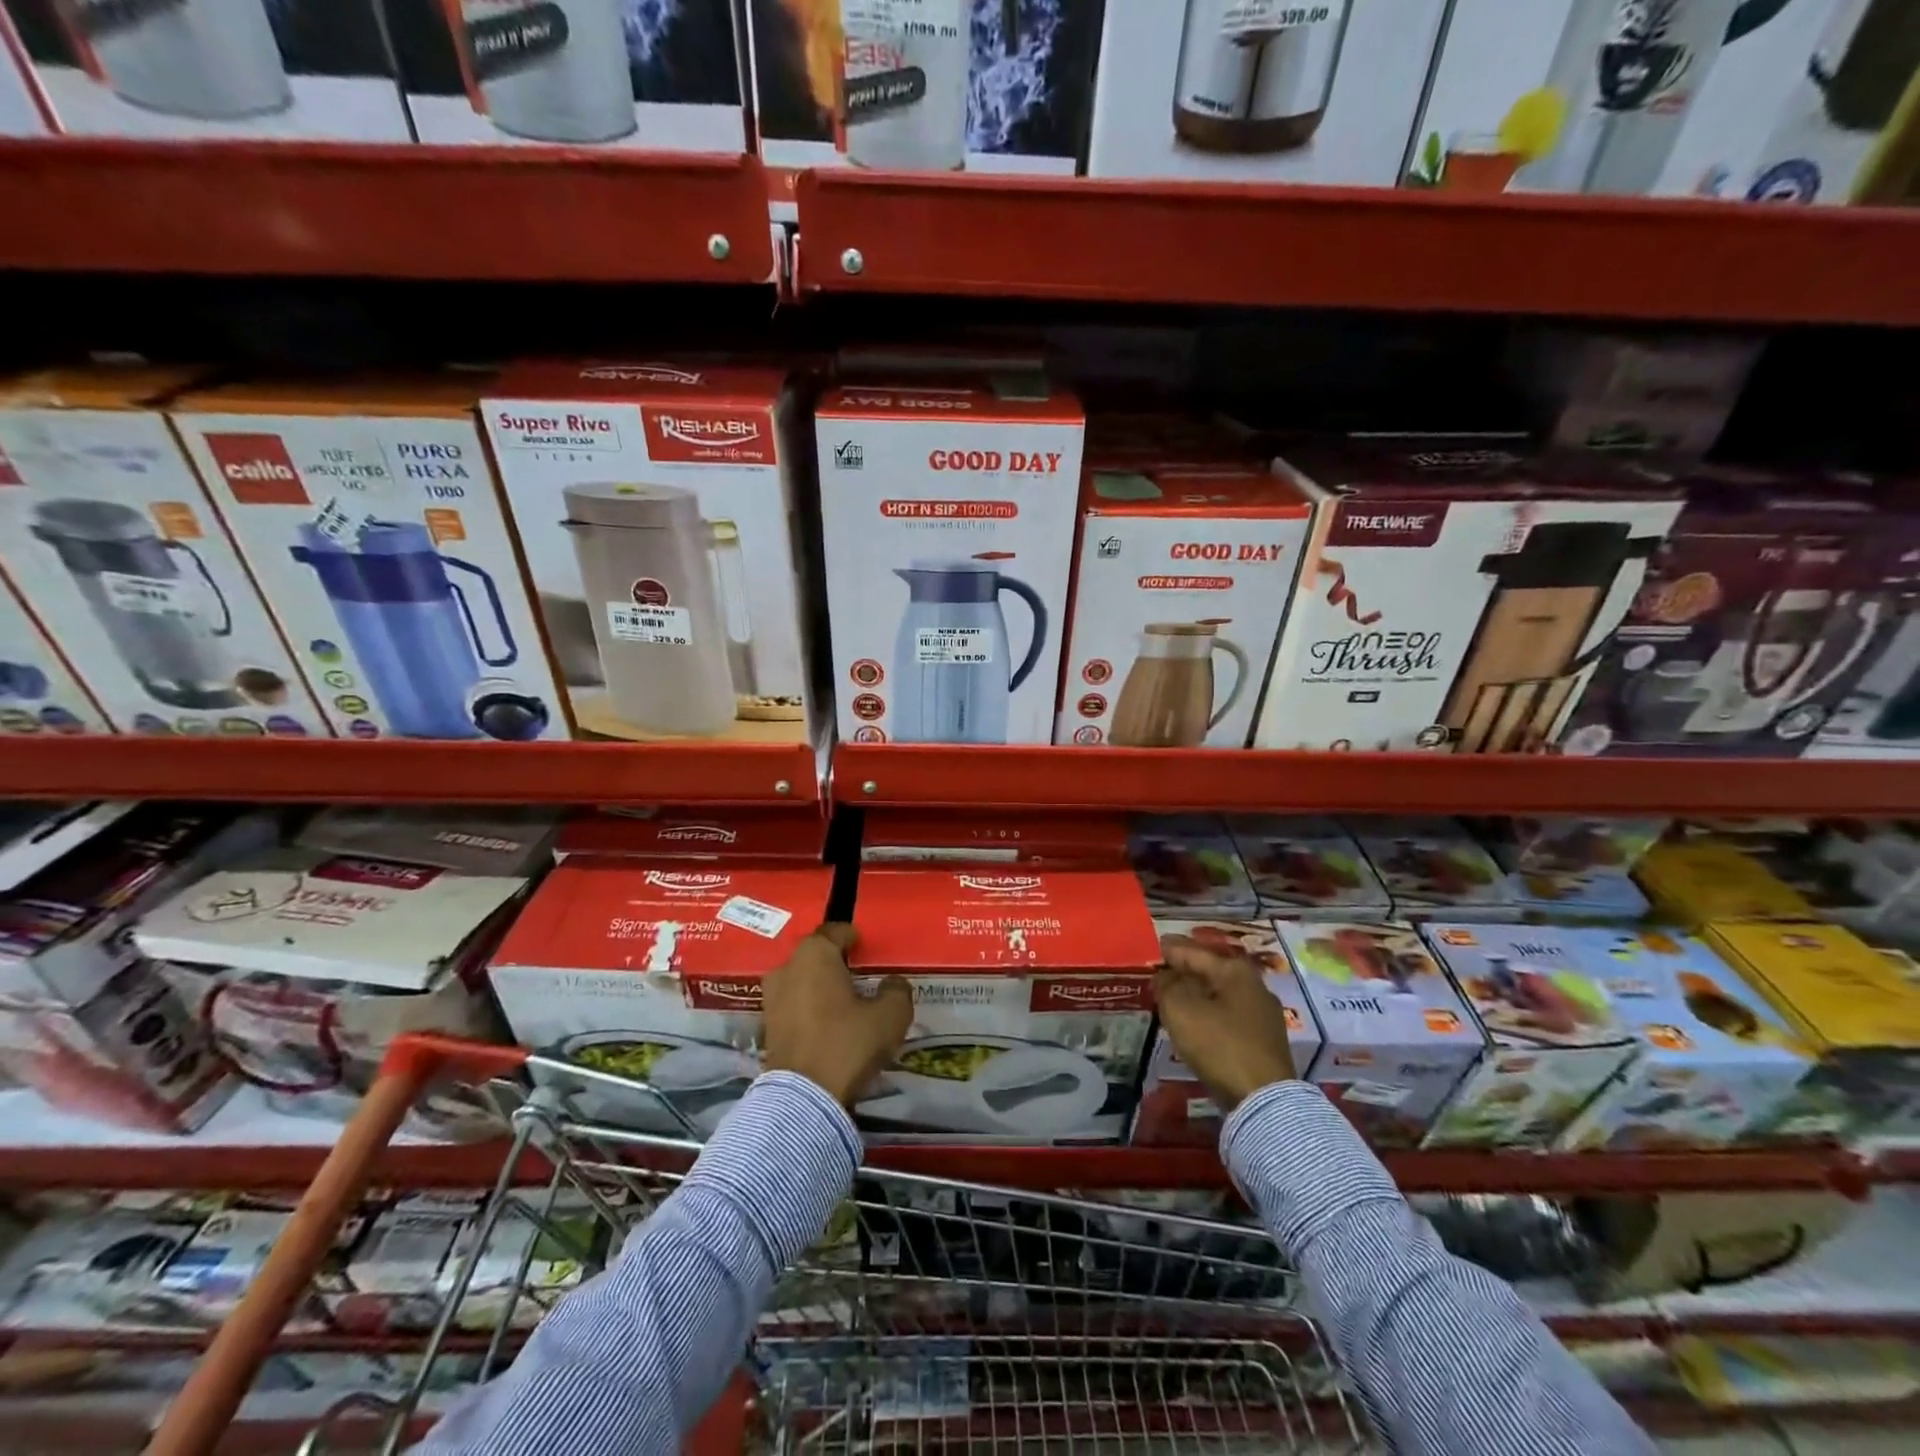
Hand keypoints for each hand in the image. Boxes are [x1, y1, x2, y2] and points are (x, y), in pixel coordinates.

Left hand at [762, 924, 913, 1106]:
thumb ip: (897, 991)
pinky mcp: (766, 1027)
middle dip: (833, 963)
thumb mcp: (890, 1016)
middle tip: (857, 976)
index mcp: (815, 954)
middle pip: (814, 956)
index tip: (864, 946)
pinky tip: (826, 1026)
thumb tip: (893, 983)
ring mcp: (772, 998)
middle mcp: (787, 968)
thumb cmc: (848, 1043)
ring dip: (818, 987)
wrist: (804, 1098)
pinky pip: (792, 1006)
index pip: (834, 931)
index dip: (851, 936)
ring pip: (800, 981)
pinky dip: (808, 1010)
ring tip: (842, 1002)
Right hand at [1156, 934, 1296, 1111]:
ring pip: (1219, 995)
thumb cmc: (1219, 1044)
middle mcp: (1254, 986)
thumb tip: (1164, 976)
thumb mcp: (1180, 1009)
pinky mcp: (1263, 1041)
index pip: (1194, 952)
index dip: (1170, 949)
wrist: (1263, 1100)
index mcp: (1235, 970)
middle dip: (1184, 971)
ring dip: (1195, 994)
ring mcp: (1262, 1015)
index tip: (1154, 945)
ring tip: (1171, 996)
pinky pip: (1227, 1016)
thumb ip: (1167, 986)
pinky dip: (1208, 1013)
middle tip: (1159, 971)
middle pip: (1210, 971)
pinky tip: (1194, 1021)